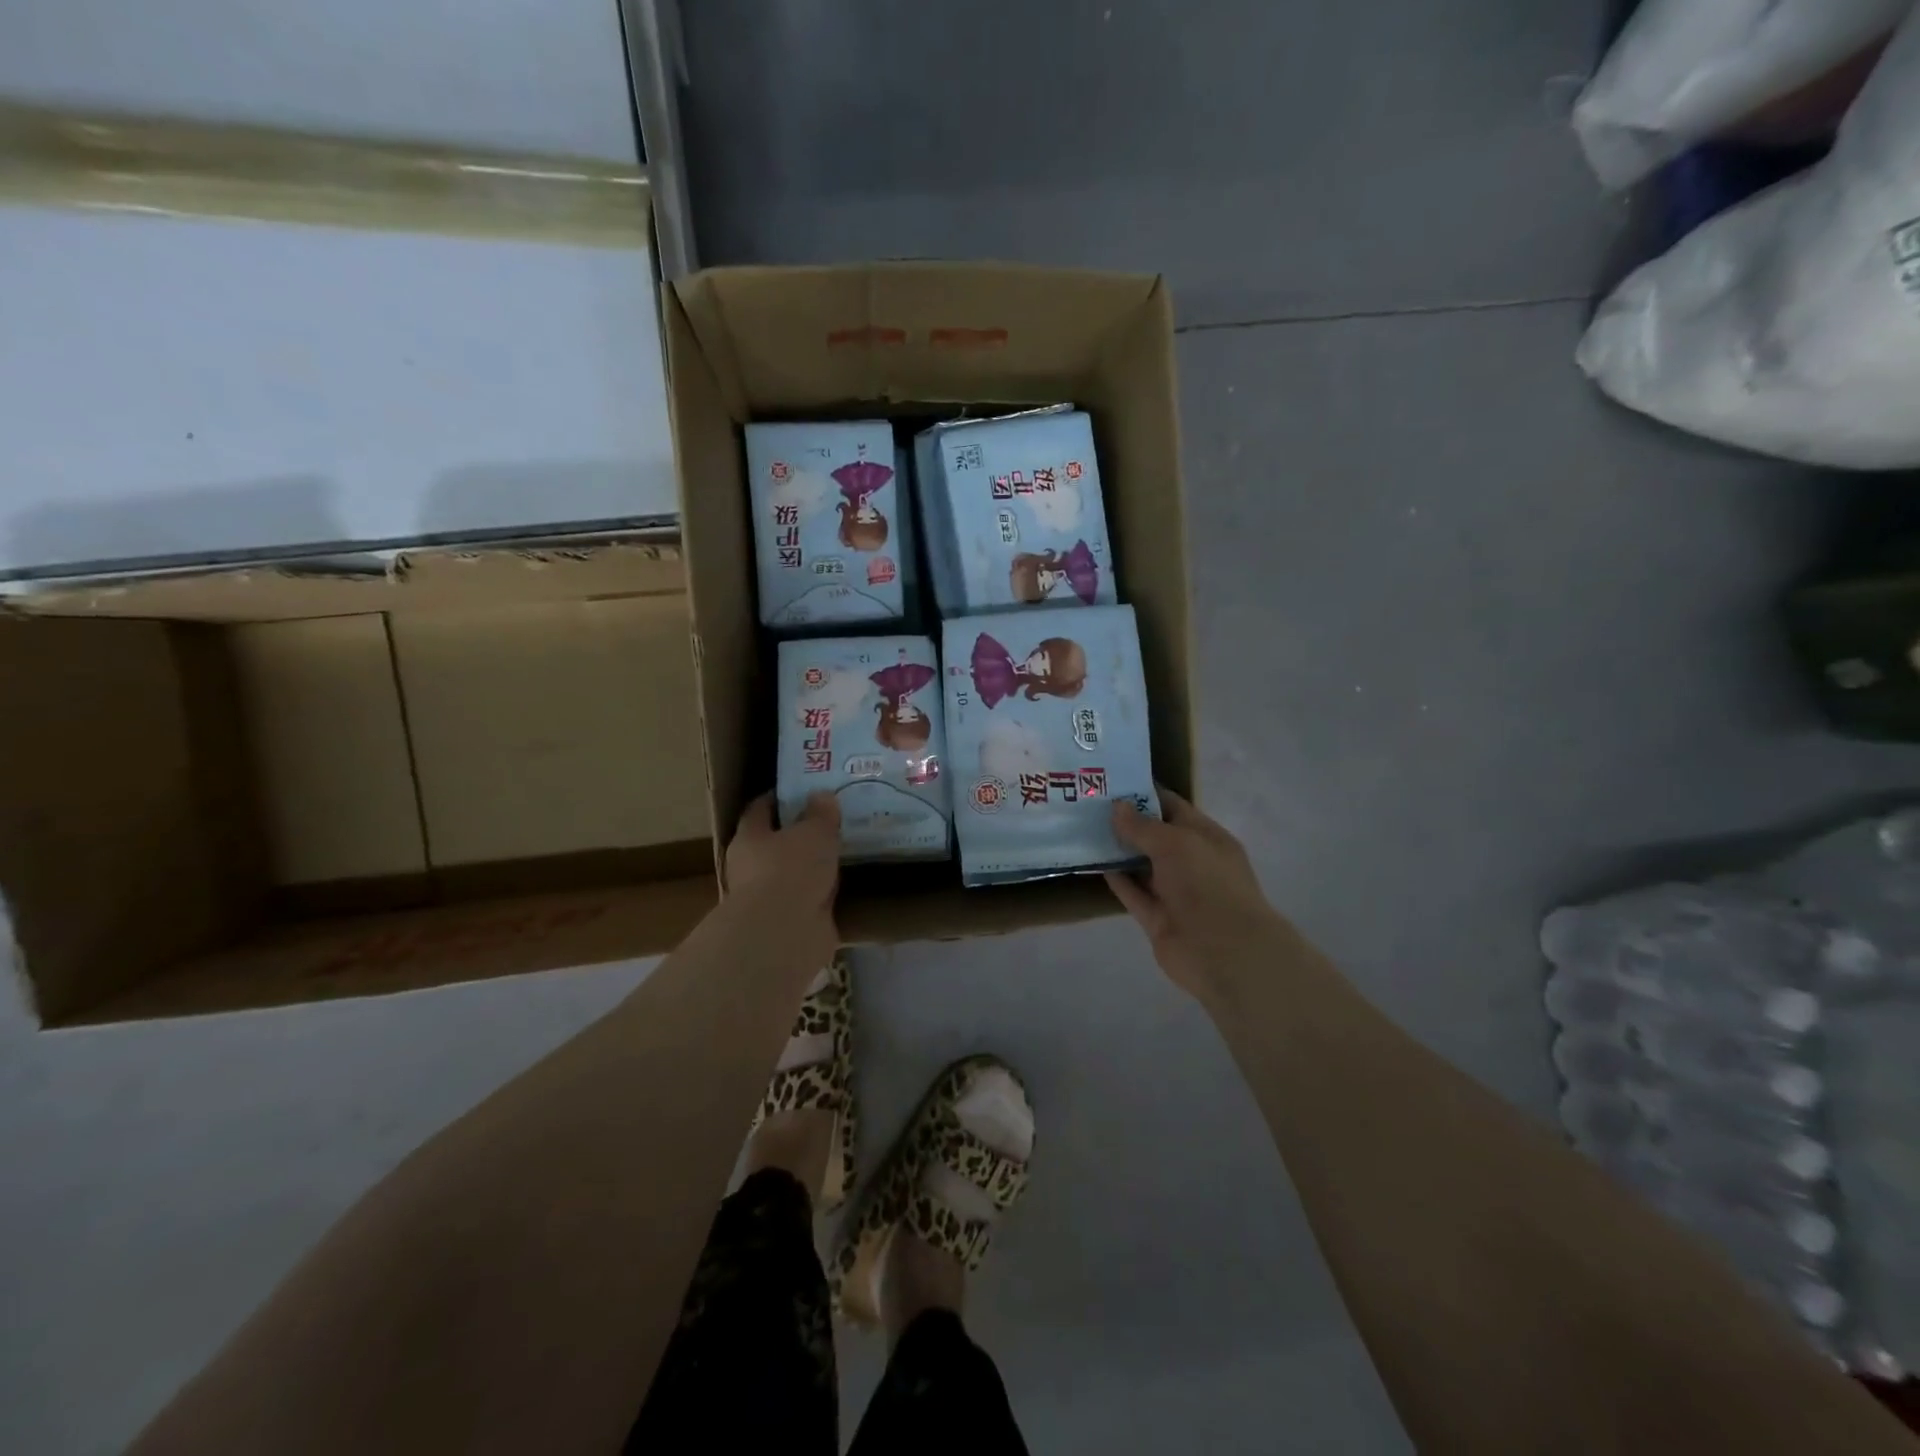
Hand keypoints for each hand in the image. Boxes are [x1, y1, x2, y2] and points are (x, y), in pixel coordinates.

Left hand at [726, 793, 840, 942]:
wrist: (785, 933)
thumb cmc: (791, 869)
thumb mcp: (814, 831)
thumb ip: (820, 814)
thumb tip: (822, 796)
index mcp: (750, 838)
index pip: (759, 809)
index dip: (777, 798)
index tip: (799, 790)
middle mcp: (752, 867)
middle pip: (775, 843)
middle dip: (799, 834)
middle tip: (829, 821)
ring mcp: (770, 898)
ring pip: (793, 873)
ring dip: (812, 866)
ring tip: (840, 851)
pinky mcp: (788, 923)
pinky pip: (809, 899)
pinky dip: (822, 893)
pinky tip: (843, 884)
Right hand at [1107, 788, 1294, 1002]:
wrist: (1224, 952)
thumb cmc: (1207, 885)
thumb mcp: (1176, 844)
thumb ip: (1143, 826)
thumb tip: (1117, 807)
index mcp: (1206, 837)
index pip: (1172, 807)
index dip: (1144, 793)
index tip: (1110, 781)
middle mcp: (1191, 862)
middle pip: (1154, 836)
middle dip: (1125, 820)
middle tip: (1087, 803)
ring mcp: (1174, 892)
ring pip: (1141, 865)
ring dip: (1117, 850)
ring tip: (1083, 828)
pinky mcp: (1157, 918)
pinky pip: (1133, 893)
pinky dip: (1116, 880)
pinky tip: (1093, 862)